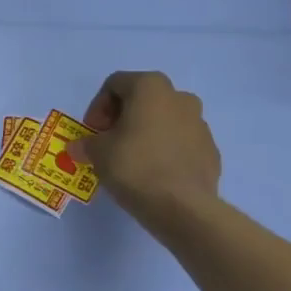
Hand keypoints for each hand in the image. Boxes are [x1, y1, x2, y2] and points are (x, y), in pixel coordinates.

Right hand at [70, 71, 221, 232]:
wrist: (182, 206)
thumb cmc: (134, 165)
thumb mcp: (96, 152)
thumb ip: (86, 143)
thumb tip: (80, 147)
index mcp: (150, 88)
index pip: (115, 84)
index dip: (98, 107)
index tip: (93, 131)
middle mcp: (179, 97)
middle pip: (143, 99)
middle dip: (122, 117)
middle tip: (108, 141)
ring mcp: (200, 124)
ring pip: (164, 120)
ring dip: (145, 132)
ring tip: (130, 158)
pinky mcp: (210, 150)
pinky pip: (180, 142)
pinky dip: (164, 150)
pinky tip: (152, 172)